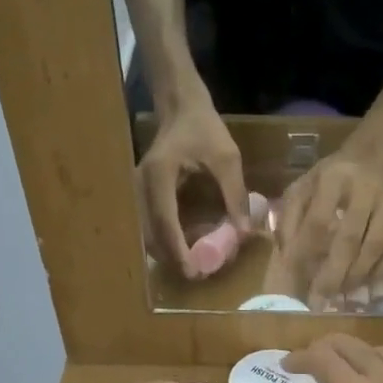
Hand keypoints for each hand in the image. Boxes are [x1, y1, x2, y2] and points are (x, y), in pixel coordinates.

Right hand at [137, 94, 249, 277]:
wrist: (181, 107)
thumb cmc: (204, 128)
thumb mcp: (227, 158)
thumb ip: (235, 194)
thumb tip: (244, 232)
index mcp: (159, 176)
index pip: (164, 221)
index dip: (177, 250)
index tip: (191, 272)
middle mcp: (141, 186)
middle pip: (151, 234)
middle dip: (173, 258)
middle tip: (200, 274)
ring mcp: (138, 192)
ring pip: (148, 233)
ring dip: (169, 252)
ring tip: (196, 264)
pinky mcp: (143, 196)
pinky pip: (151, 225)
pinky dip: (167, 241)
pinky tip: (187, 248)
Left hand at [278, 142, 382, 308]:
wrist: (373, 156)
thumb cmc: (329, 177)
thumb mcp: (302, 185)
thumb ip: (288, 216)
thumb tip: (284, 253)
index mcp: (333, 179)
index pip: (318, 220)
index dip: (306, 251)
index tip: (296, 276)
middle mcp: (364, 191)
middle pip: (350, 239)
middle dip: (333, 273)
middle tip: (318, 298)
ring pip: (375, 248)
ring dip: (355, 276)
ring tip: (337, 294)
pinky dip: (379, 272)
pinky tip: (362, 284)